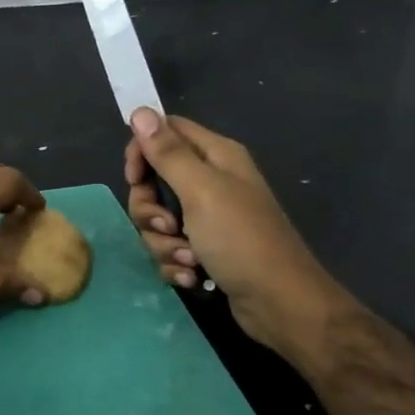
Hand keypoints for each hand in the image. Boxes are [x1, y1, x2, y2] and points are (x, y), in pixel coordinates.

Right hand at [125, 109, 351, 358]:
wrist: (279, 304)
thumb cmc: (241, 239)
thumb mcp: (200, 191)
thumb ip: (168, 153)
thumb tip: (140, 111)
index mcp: (215, 156)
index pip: (165, 132)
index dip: (142, 151)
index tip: (134, 178)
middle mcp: (211, 182)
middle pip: (154, 181)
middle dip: (149, 209)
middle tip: (167, 226)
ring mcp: (208, 218)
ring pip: (158, 220)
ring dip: (163, 243)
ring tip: (188, 260)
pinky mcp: (205, 250)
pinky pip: (170, 248)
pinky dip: (175, 263)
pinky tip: (192, 277)